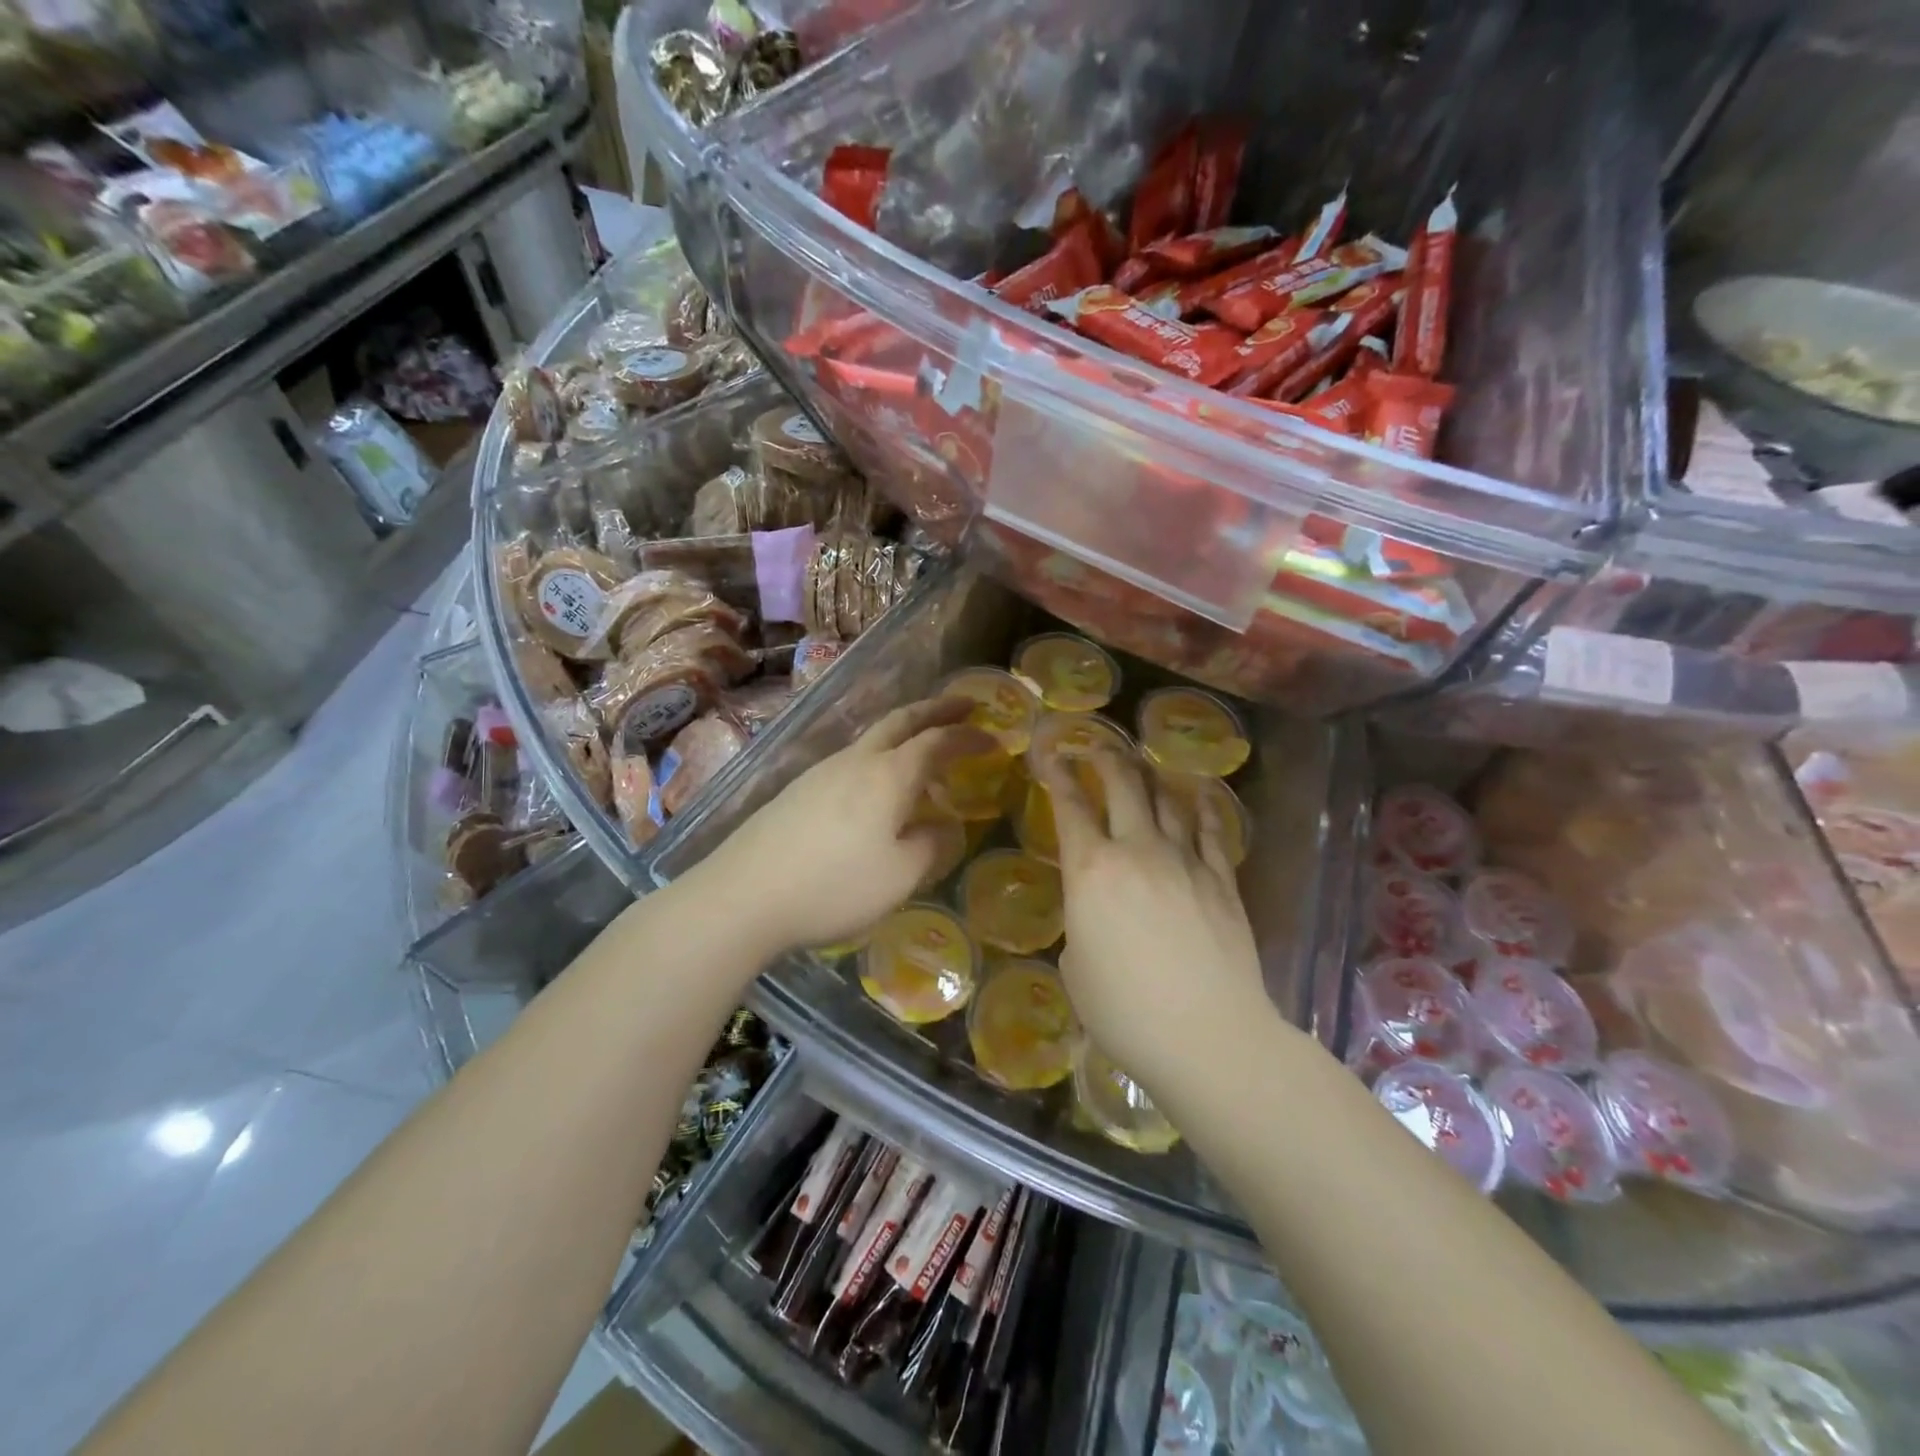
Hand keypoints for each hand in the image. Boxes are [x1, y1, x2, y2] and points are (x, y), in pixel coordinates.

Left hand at [701, 697, 993, 954]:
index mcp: (888, 775)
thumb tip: (945, 826)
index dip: (968, 737)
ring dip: (906, 732)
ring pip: (872, 737)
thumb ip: (931, 845)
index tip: (995, 739)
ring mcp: (821, 771)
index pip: (937, 742)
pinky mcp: (798, 790)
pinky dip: (880, 757)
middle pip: (901, 720)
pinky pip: (852, 760)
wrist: (743, 896)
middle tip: (965, 705)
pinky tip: (877, 786)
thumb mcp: (899, 876)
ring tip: (925, 749)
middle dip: (937, 709)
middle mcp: (855, 761)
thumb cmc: (833, 885)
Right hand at [1043, 749, 1270, 1093]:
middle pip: (1122, 786)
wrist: (1207, 1036)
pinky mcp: (1223, 880)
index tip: (1049, 752)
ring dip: (1150, 776)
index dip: (1056, 774)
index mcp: (1091, 871)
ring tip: (1142, 764)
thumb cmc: (1124, 1011)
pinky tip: (1198, 794)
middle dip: (1105, 758)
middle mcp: (1138, 851)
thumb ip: (1081, 924)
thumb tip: (1097, 913)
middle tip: (1095, 746)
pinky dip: (1203, 806)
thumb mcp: (1076, 967)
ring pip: (1167, 799)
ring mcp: (1186, 861)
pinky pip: (1212, 830)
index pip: (1069, 807)